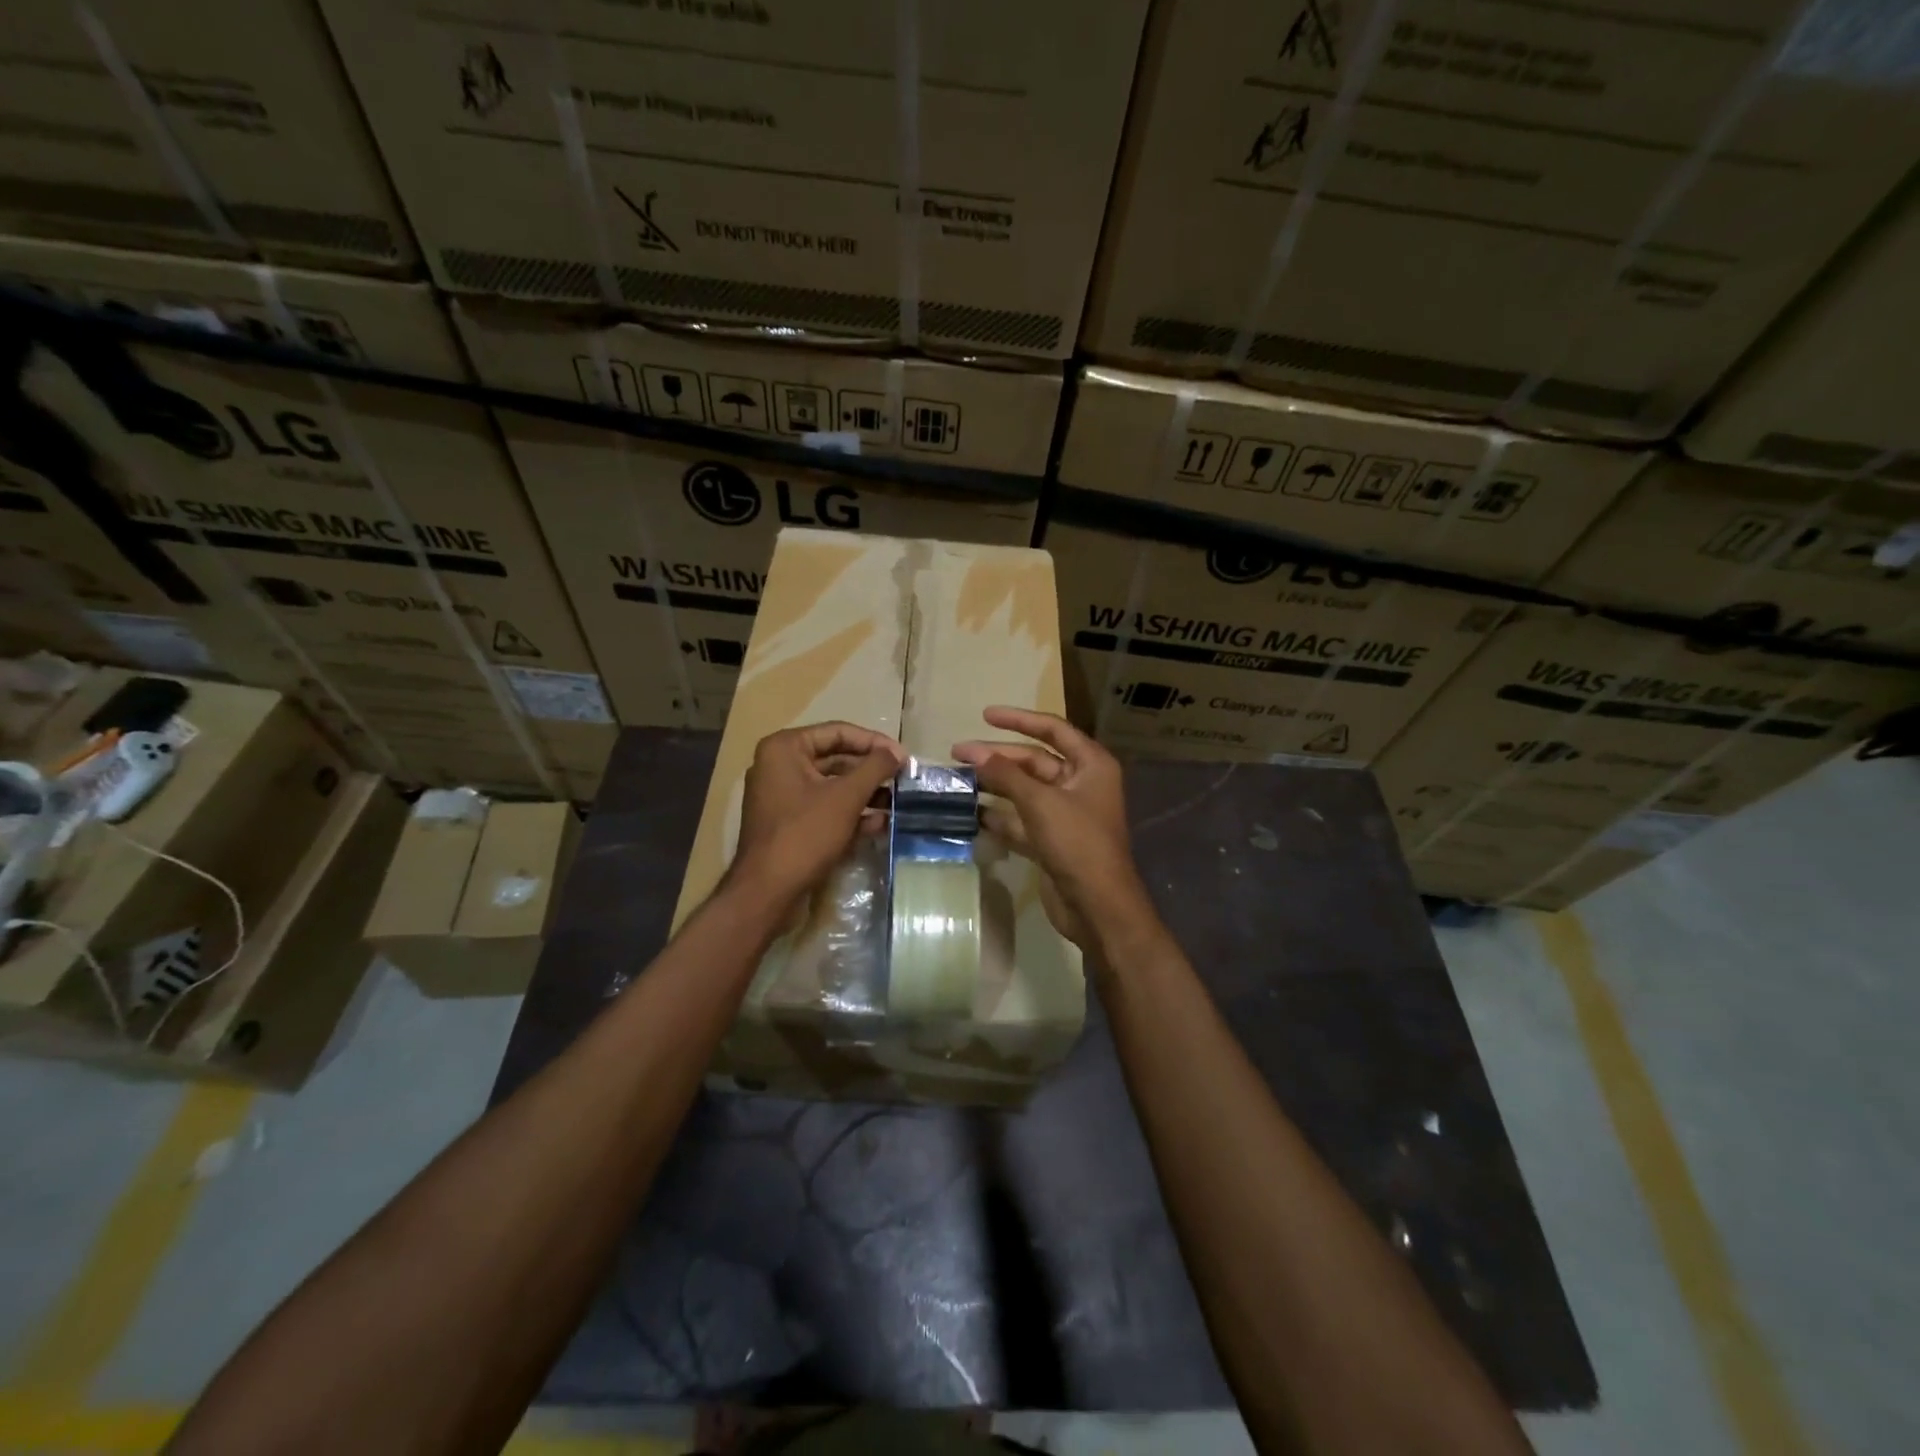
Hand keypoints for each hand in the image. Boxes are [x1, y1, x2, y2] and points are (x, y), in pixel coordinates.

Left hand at [732, 722, 903, 910]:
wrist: (768, 890)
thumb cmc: (805, 833)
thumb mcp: (846, 797)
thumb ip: (875, 768)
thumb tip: (898, 752)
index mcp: (785, 748)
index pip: (838, 732)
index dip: (874, 742)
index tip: (903, 756)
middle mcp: (779, 765)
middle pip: (836, 758)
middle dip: (871, 771)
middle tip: (903, 779)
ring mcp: (782, 796)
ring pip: (832, 785)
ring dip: (865, 793)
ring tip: (897, 802)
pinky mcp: (789, 822)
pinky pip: (824, 807)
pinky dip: (850, 813)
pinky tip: (879, 823)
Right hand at [953, 707, 1156, 951]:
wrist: (1097, 906)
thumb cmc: (1077, 843)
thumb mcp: (1040, 802)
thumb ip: (1006, 775)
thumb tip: (975, 753)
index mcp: (1091, 765)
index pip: (1053, 729)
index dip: (1019, 720)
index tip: (985, 715)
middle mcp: (1080, 784)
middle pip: (1034, 760)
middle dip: (998, 756)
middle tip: (958, 753)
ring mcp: (1066, 814)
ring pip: (1025, 791)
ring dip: (995, 786)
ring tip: (959, 780)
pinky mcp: (1052, 840)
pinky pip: (1022, 819)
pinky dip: (1000, 816)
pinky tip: (972, 814)